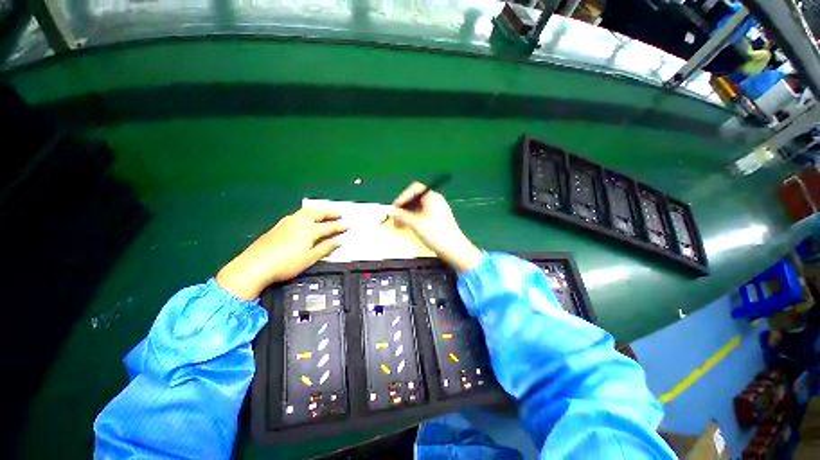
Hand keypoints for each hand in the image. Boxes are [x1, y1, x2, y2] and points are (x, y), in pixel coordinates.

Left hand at [216, 209, 347, 299]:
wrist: (255, 265)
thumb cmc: (286, 263)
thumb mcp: (309, 258)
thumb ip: (325, 248)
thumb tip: (338, 241)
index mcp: (309, 230)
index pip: (330, 227)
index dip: (341, 225)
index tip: (350, 223)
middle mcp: (300, 222)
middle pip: (319, 214)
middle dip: (332, 212)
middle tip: (342, 211)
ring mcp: (288, 222)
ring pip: (308, 212)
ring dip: (320, 211)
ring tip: (327, 211)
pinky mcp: (280, 225)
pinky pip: (299, 215)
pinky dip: (308, 214)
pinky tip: (306, 217)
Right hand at [390, 182, 481, 272]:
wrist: (454, 249)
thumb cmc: (435, 233)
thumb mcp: (415, 223)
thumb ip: (401, 215)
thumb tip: (390, 211)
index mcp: (432, 197)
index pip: (415, 189)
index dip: (403, 197)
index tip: (394, 208)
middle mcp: (435, 200)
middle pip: (416, 198)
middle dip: (403, 207)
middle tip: (394, 218)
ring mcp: (437, 210)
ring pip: (418, 208)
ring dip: (407, 214)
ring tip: (398, 225)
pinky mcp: (437, 219)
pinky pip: (422, 214)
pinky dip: (413, 219)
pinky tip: (407, 227)